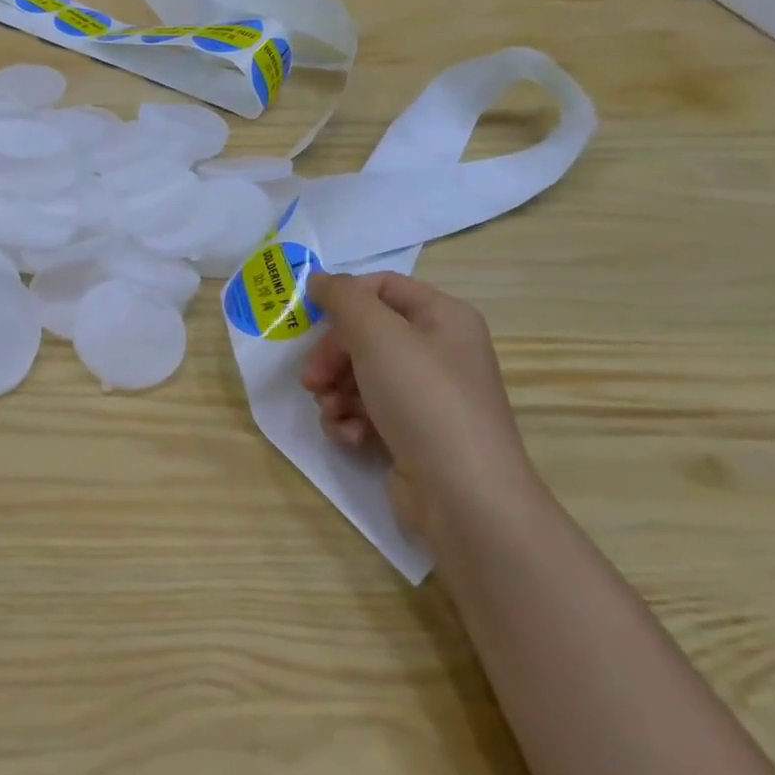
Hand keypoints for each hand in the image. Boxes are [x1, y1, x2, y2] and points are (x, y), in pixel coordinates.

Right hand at [300, 272, 539, 542]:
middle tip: (311, 379)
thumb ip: (343, 298)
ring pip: (359, 375)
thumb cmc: (423, 400)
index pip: (382, 287)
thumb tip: (320, 279)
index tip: (311, 321)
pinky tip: (352, 437)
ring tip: (332, 412)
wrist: (463, 496)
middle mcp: (438, 351)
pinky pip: (368, 411)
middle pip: (365, 335)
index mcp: (443, 317)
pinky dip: (350, 421)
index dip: (344, 299)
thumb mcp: (377, 335)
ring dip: (335, 392)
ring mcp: (426, 396)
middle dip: (331, 356)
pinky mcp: (412, 433)